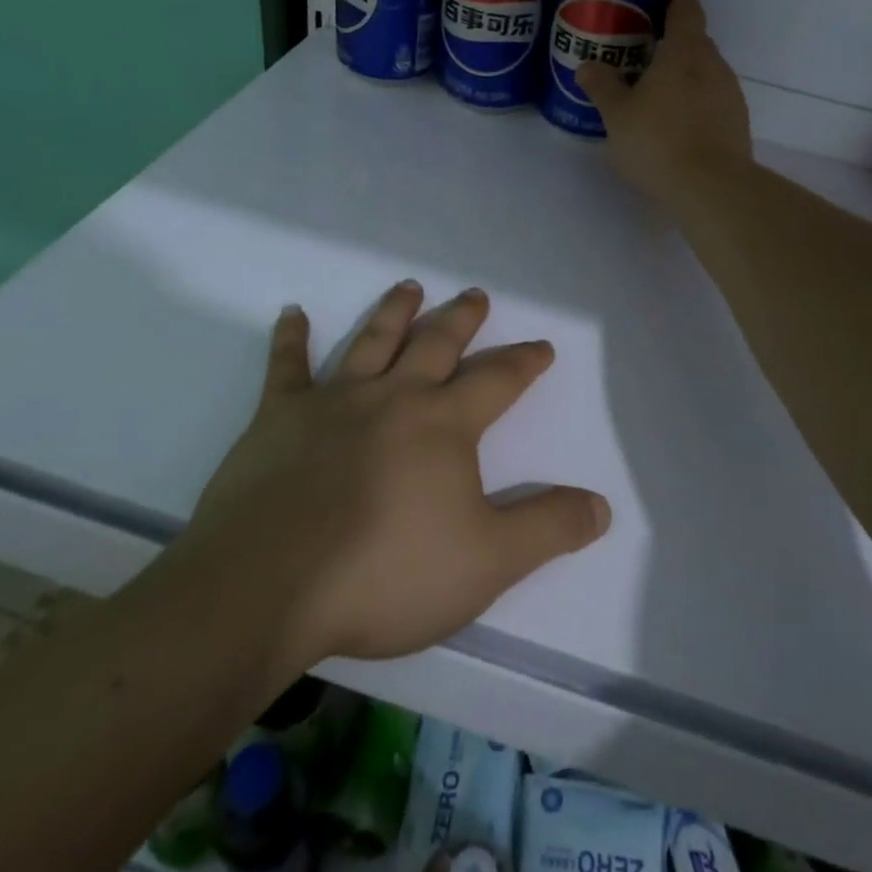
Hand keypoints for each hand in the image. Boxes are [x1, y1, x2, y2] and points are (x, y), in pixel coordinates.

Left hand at [178, 282, 610, 672]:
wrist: (270, 585)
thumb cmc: (386, 573)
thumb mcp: (487, 562)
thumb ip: (547, 529)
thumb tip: (601, 506)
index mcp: (443, 425)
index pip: (497, 381)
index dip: (524, 362)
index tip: (541, 346)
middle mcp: (393, 397)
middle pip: (436, 344)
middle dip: (462, 319)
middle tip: (476, 294)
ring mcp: (332, 402)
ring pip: (372, 342)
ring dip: (394, 312)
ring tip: (409, 286)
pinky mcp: (278, 417)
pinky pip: (286, 367)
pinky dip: (290, 338)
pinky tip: (292, 313)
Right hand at [576, 0, 752, 203]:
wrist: (711, 189)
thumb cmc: (658, 141)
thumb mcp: (617, 115)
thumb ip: (602, 86)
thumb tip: (587, 65)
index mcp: (685, 52)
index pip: (686, 9)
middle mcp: (714, 66)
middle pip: (696, 42)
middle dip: (674, 41)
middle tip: (645, 50)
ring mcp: (730, 95)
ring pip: (705, 73)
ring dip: (684, 76)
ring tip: (657, 91)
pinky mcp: (737, 124)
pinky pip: (712, 101)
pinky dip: (695, 103)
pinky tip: (676, 124)